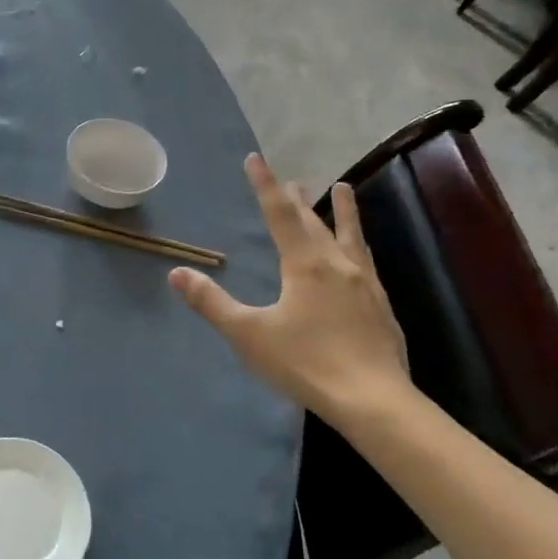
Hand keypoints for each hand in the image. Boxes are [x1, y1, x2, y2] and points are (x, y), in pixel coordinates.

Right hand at [169, 153, 412, 419]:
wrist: (372, 399)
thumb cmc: (305, 363)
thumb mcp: (248, 334)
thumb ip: (212, 303)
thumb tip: (177, 272)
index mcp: (304, 264)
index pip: (279, 214)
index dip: (265, 185)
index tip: (255, 159)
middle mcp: (336, 263)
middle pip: (314, 221)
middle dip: (298, 198)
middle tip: (291, 178)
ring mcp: (364, 282)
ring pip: (349, 235)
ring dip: (342, 210)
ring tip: (343, 188)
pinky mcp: (380, 304)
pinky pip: (365, 259)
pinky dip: (358, 243)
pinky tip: (359, 255)